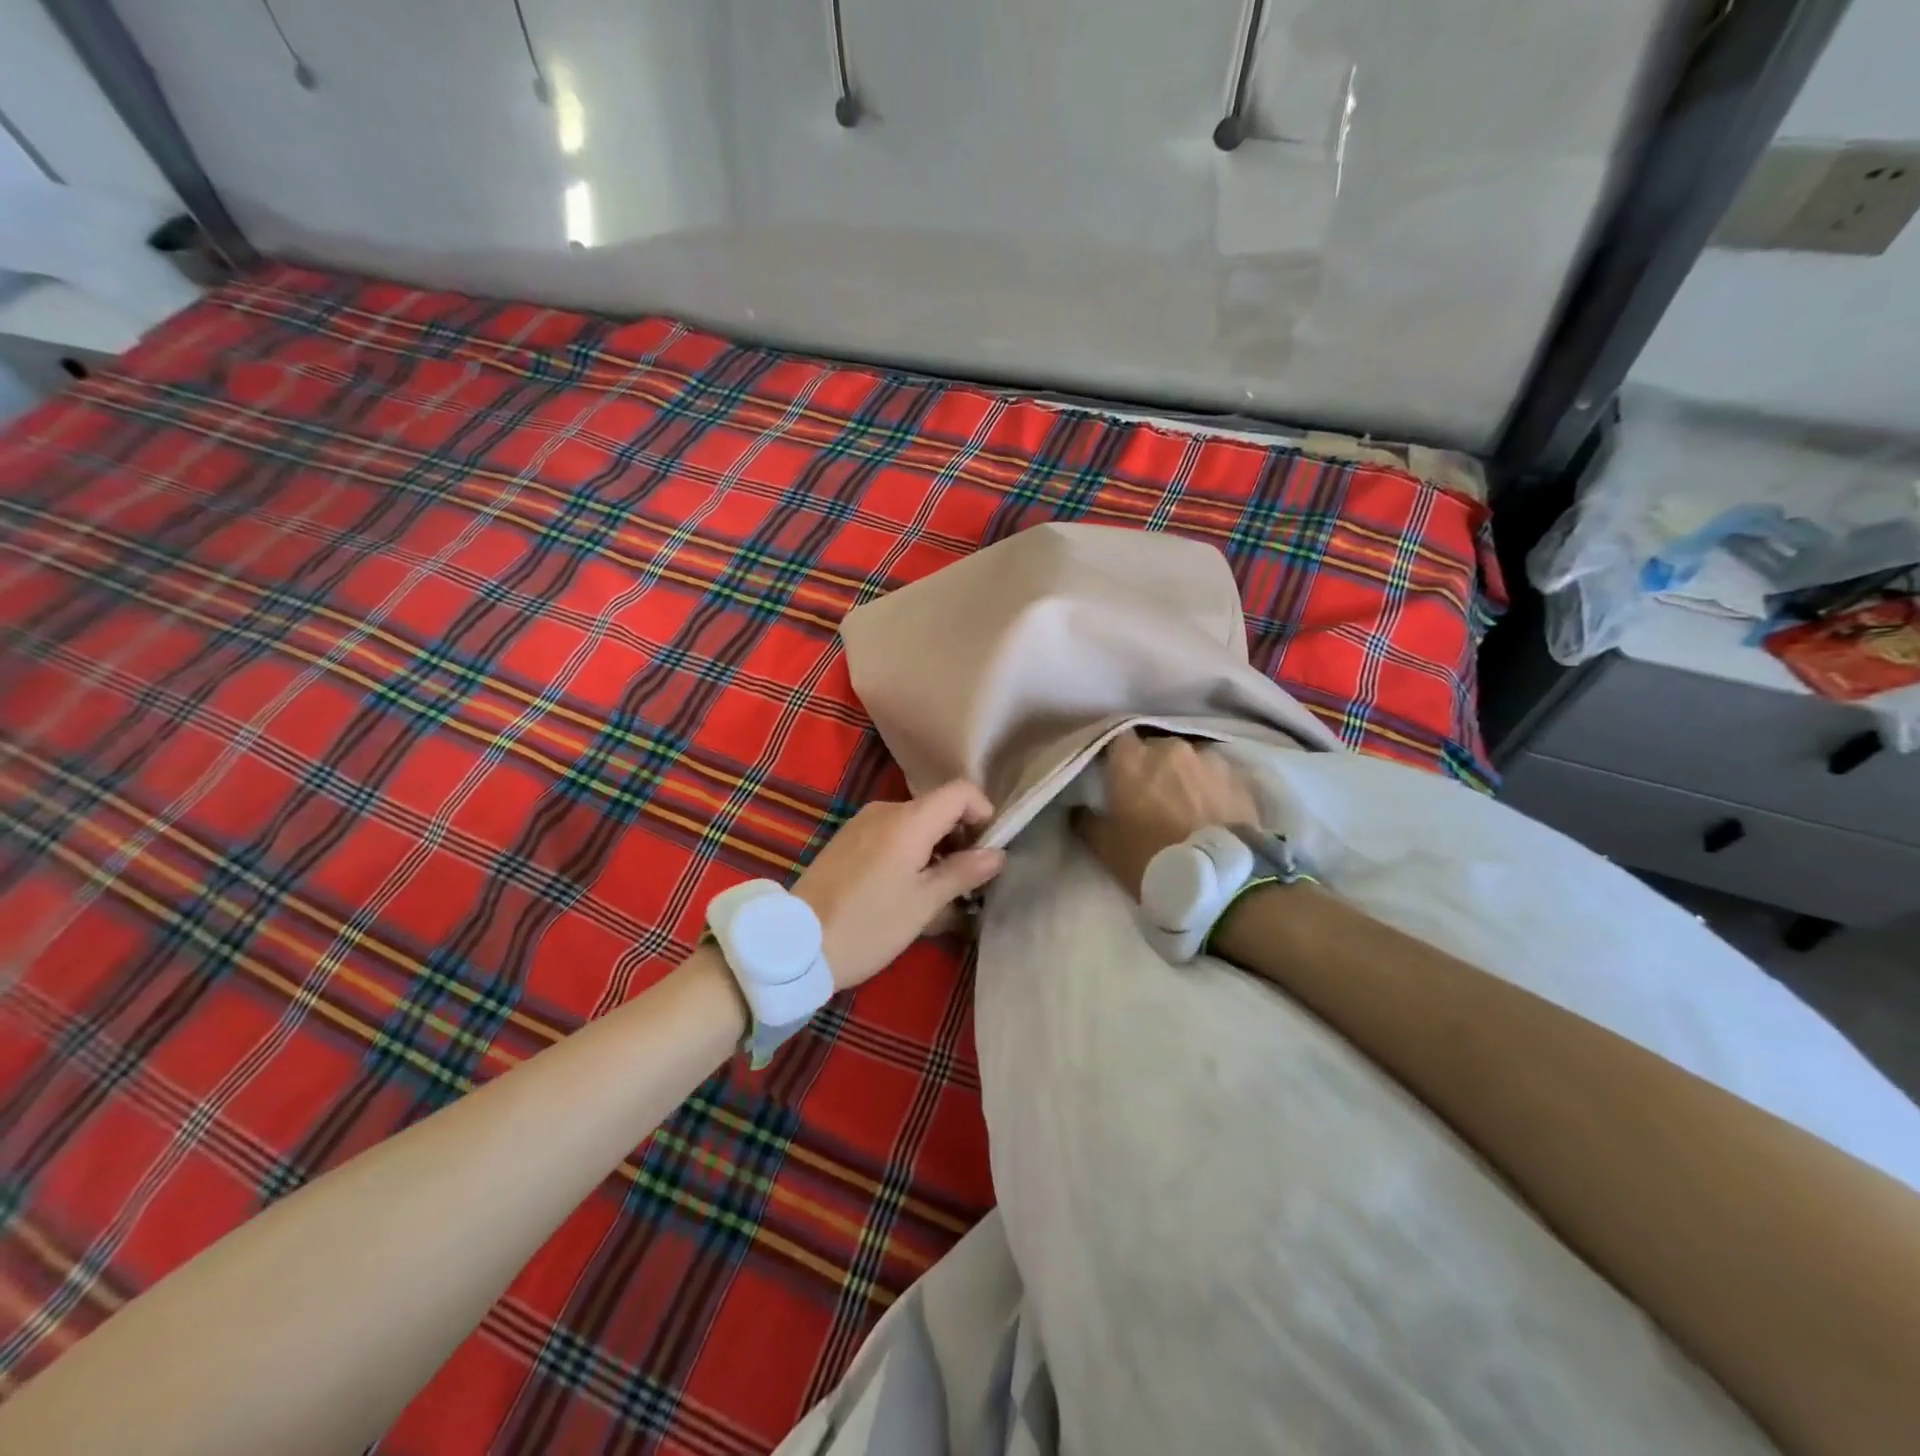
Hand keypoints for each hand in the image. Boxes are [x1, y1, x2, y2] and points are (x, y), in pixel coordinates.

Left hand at [792, 780, 1006, 990]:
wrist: (795, 945)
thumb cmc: (869, 925)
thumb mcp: (924, 904)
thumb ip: (963, 872)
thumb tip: (997, 854)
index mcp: (909, 820)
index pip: (960, 791)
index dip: (983, 812)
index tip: (988, 849)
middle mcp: (885, 810)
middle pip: (937, 807)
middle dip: (960, 836)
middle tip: (967, 879)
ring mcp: (861, 823)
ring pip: (914, 823)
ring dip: (935, 848)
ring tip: (937, 892)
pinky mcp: (846, 840)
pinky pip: (891, 834)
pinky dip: (909, 851)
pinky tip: (904, 889)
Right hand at [1074, 730, 1260, 897]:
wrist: (1217, 880)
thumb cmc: (1150, 858)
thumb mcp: (1105, 846)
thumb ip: (1086, 819)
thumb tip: (1078, 808)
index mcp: (1132, 759)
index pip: (1118, 738)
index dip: (1117, 755)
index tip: (1116, 774)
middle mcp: (1170, 748)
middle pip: (1156, 747)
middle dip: (1152, 765)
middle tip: (1151, 792)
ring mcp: (1208, 759)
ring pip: (1190, 758)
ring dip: (1184, 774)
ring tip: (1186, 801)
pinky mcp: (1238, 777)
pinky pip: (1218, 774)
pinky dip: (1211, 786)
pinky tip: (1211, 808)